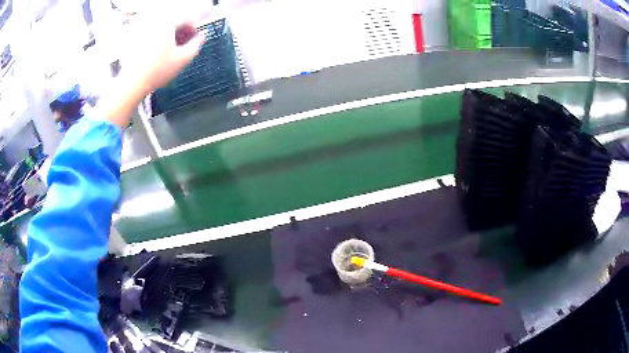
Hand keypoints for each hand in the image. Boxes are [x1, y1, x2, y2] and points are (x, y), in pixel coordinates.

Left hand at [99, 3, 205, 127]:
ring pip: (163, 29)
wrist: (132, 84)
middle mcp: (154, 24)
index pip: (186, 19)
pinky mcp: (136, 40)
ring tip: (174, 51)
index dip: (194, 28)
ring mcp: (143, 31)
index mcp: (167, 24)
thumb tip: (203, 34)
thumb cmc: (158, 71)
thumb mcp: (183, 59)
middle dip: (182, 32)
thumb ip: (197, 44)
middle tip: (186, 45)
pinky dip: (160, 40)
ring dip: (171, 36)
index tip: (197, 38)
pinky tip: (161, 54)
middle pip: (173, 22)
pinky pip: (153, 35)